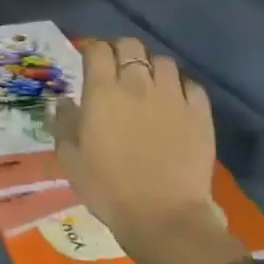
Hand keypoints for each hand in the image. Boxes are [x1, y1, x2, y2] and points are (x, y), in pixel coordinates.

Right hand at [51, 37, 223, 263]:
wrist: (163, 217)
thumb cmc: (108, 187)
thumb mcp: (70, 157)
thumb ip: (64, 122)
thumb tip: (62, 100)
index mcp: (102, 92)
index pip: (98, 49)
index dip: (93, 50)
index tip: (89, 61)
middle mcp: (138, 85)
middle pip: (131, 46)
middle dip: (122, 51)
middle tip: (117, 70)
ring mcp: (172, 97)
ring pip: (164, 61)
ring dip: (152, 68)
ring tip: (149, 85)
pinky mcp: (200, 114)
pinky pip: (191, 85)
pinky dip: (181, 87)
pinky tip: (175, 102)